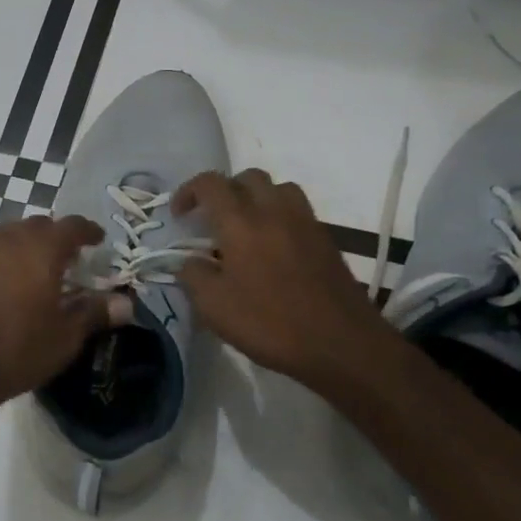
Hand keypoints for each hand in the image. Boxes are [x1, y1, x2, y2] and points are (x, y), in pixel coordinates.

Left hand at [0, 215, 130, 415]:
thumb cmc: (16, 350)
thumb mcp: (65, 337)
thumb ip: (95, 312)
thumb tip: (126, 303)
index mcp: (41, 248)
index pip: (71, 225)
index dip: (88, 231)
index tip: (98, 240)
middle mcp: (8, 238)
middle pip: (39, 225)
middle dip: (57, 237)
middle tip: (69, 260)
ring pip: (10, 235)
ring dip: (28, 246)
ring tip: (37, 272)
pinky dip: (4, 259)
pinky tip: (6, 285)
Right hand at [172, 169, 398, 397]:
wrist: (340, 344)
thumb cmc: (269, 323)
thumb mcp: (213, 306)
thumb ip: (193, 275)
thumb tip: (190, 261)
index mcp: (241, 222)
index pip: (210, 184)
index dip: (188, 191)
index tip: (179, 215)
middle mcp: (274, 212)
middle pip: (248, 177)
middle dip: (225, 190)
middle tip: (212, 219)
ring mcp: (305, 223)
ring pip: (278, 188)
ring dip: (256, 198)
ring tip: (245, 227)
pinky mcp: (326, 240)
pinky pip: (298, 212)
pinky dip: (279, 217)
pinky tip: (272, 249)